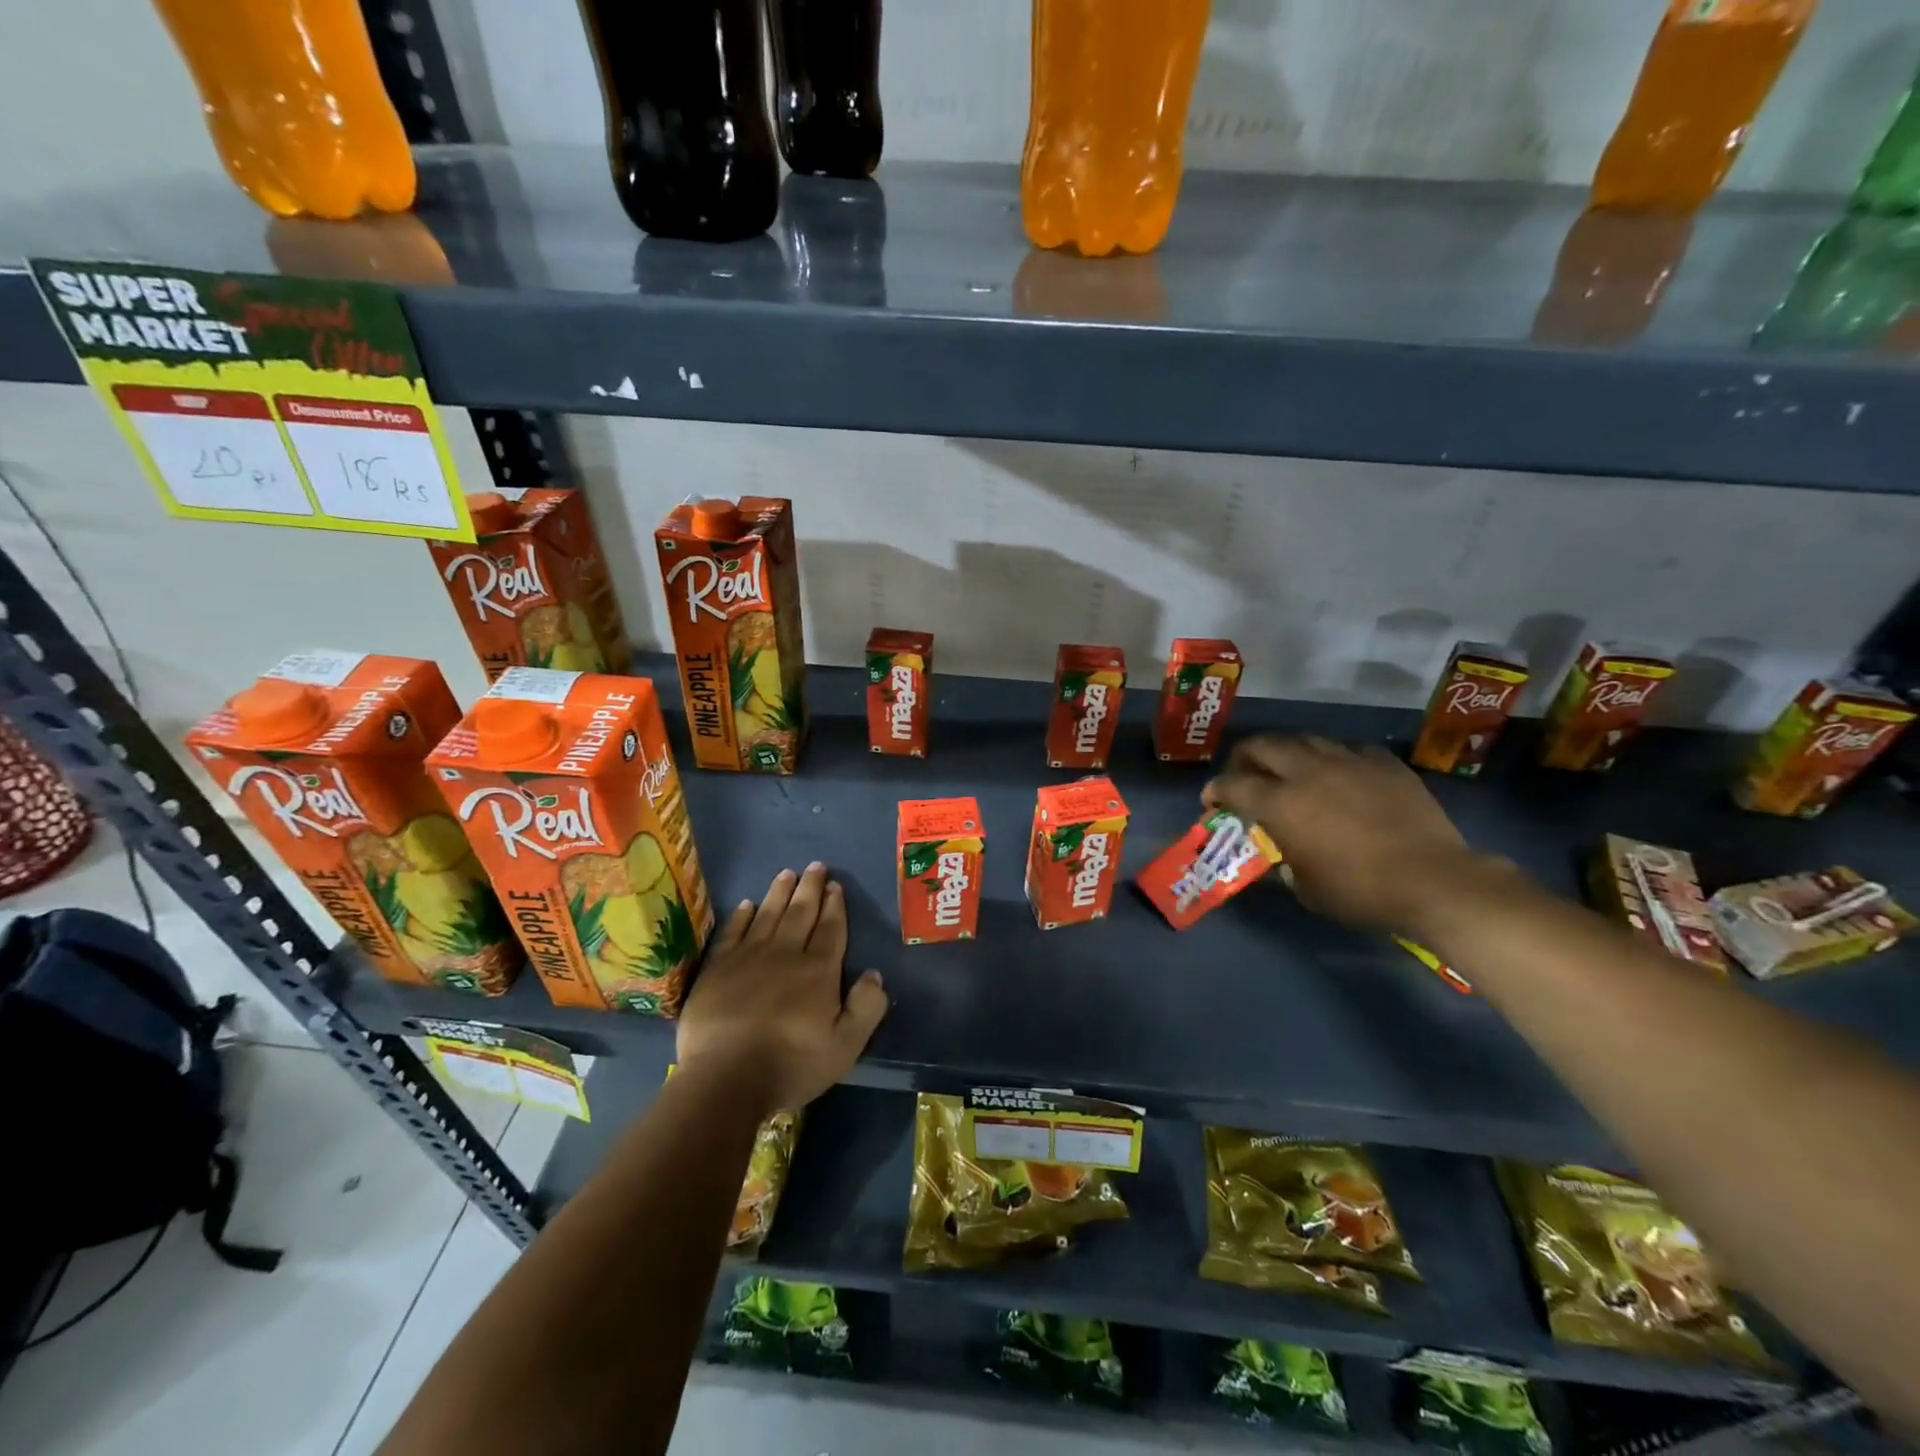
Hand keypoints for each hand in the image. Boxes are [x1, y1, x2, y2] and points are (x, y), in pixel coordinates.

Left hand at [676, 863, 887, 1114]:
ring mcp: (748, 958)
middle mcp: (785, 954)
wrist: (725, 1079)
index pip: (830, 929)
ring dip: (779, 892)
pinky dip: (742, 916)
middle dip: (810, 888)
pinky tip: (748, 904)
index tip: (836, 886)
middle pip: (800, 913)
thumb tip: (874, 974)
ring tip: (787, 873)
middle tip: (815, 866)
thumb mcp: (845, 1047)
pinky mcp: (717, 969)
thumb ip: (866, 1008)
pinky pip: (733, 932)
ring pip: (768, 915)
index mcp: (818, 971)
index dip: (835, 906)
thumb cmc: (791, 1065)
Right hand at [1204, 735, 1481, 930]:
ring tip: (1288, 769)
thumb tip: (1277, 854)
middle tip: (1244, 774)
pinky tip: (1338, 774)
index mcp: (1280, 803)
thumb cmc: (1360, 891)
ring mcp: (1347, 761)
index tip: (1211, 801)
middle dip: (1244, 757)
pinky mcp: (1382, 762)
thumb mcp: (1305, 888)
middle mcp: (1307, 771)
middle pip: (1262, 745)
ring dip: (1287, 752)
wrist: (1433, 880)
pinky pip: (1346, 749)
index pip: (1232, 784)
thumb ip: (1281, 862)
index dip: (1215, 790)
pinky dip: (1332, 759)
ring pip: (1303, 739)